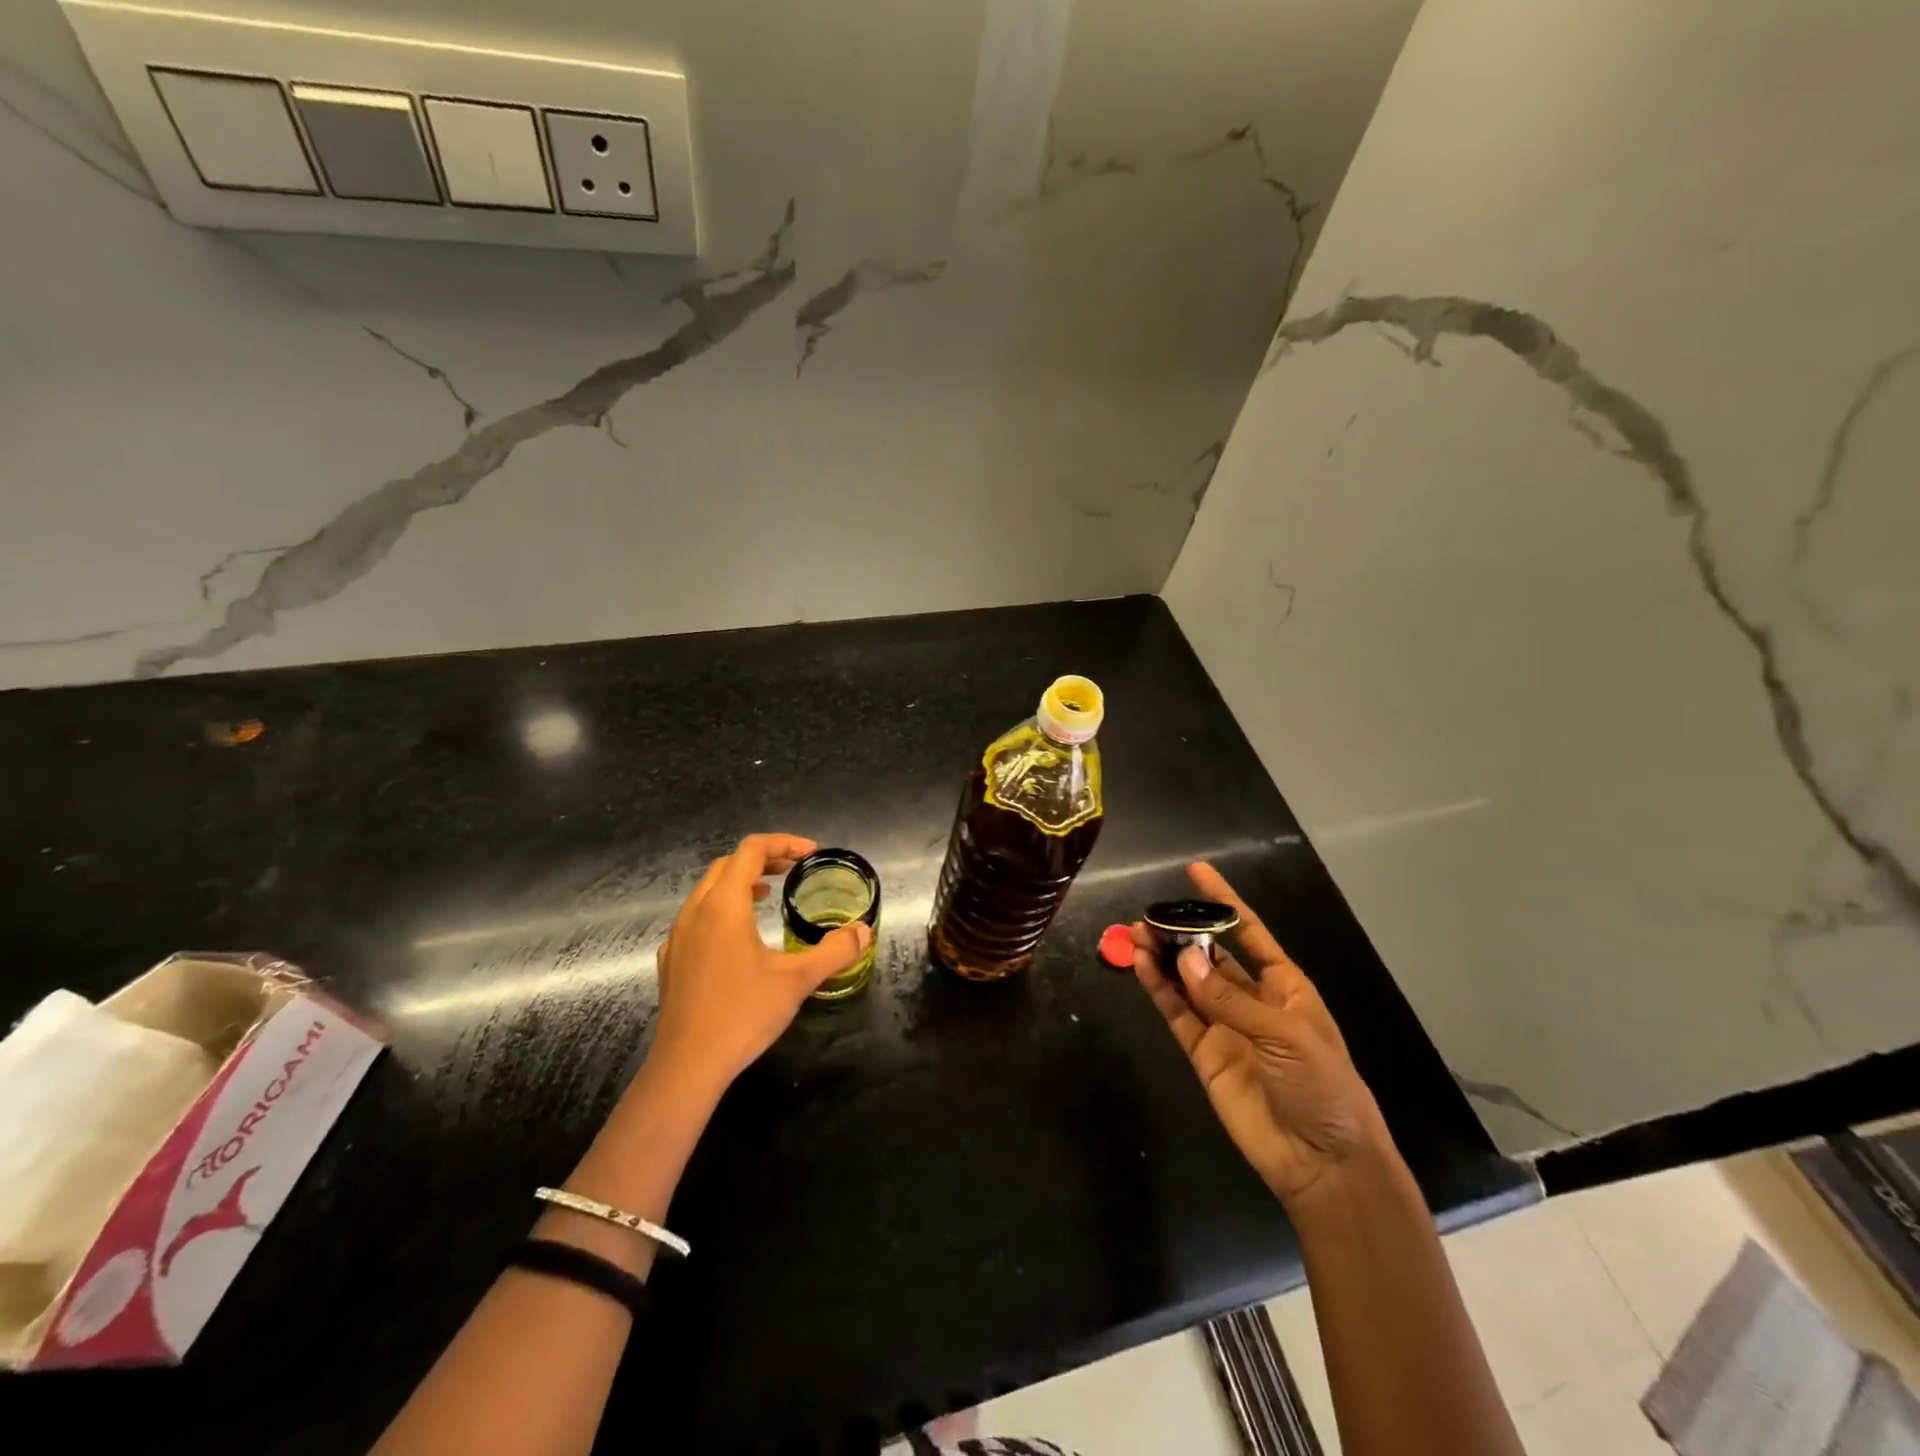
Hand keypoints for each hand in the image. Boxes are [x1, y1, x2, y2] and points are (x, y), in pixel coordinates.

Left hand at [650, 834, 870, 1092]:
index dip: (784, 843)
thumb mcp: (798, 981)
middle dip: (764, 858)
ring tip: (769, 894)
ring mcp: (678, 936)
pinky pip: (696, 917)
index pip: (752, 849)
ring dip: (741, 882)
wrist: (687, 1066)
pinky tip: (738, 938)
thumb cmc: (743, 1015)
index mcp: (725, 905)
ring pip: (708, 890)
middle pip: (728, 864)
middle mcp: (696, 911)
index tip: (811, 854)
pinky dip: (721, 909)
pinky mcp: (670, 960)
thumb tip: (864, 931)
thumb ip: (834, 951)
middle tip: (794, 869)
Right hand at [1133, 862, 1390, 1208]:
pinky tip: (1141, 967)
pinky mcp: (1204, 1053)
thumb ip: (1230, 998)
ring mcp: (1224, 1026)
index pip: (1249, 931)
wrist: (1323, 1163)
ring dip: (1162, 958)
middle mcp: (1251, 999)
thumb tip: (1183, 958)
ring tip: (1135, 935)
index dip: (1222, 901)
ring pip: (1186, 980)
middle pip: (1209, 954)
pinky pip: (1177, 1013)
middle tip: (1148, 916)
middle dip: (1181, 932)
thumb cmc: (1323, 1087)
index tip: (1196, 872)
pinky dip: (1158, 990)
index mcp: (1284, 986)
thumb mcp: (1286, 1035)